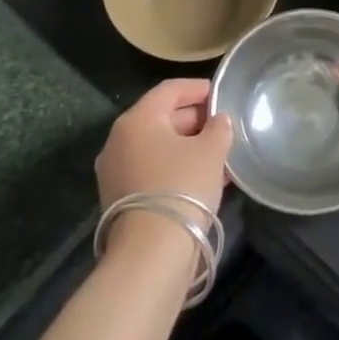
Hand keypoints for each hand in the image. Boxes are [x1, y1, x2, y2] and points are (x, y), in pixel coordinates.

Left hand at [94, 78, 232, 219]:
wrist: (151, 251)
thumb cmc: (182, 186)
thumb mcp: (211, 151)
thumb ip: (219, 128)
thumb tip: (219, 121)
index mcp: (137, 120)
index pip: (169, 90)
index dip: (197, 88)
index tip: (221, 94)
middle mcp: (119, 141)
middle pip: (161, 117)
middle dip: (194, 119)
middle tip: (223, 125)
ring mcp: (115, 171)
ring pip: (158, 147)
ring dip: (188, 146)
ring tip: (219, 153)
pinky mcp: (119, 198)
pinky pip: (152, 170)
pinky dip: (176, 167)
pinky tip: (204, 177)